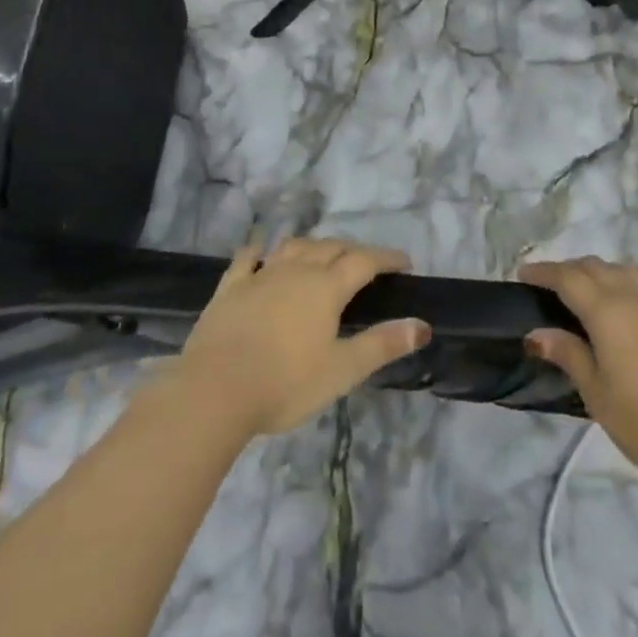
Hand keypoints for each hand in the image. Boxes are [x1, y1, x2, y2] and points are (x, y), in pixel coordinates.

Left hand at [172, 237, 431, 437]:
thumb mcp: (342, 370)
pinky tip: (261, 251)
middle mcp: (295, 270)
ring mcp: (260, 275)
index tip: (404, 263)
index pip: (364, 261)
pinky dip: (259, 250)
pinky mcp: (230, 287)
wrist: (215, 389)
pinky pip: (248, 258)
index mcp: (326, 287)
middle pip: (331, 248)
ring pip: (293, 247)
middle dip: (353, 251)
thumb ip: (382, 345)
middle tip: (367, 263)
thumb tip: (422, 325)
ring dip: (313, 246)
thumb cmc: (285, 383)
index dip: (387, 258)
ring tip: (322, 255)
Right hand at [519, 258, 637, 494]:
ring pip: (631, 272)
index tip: (524, 274)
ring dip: (607, 272)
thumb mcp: (598, 397)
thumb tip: (537, 331)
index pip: (568, 279)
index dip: (544, 272)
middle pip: (598, 268)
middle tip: (553, 283)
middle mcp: (636, 297)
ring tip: (594, 287)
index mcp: (607, 312)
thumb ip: (569, 356)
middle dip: (571, 269)